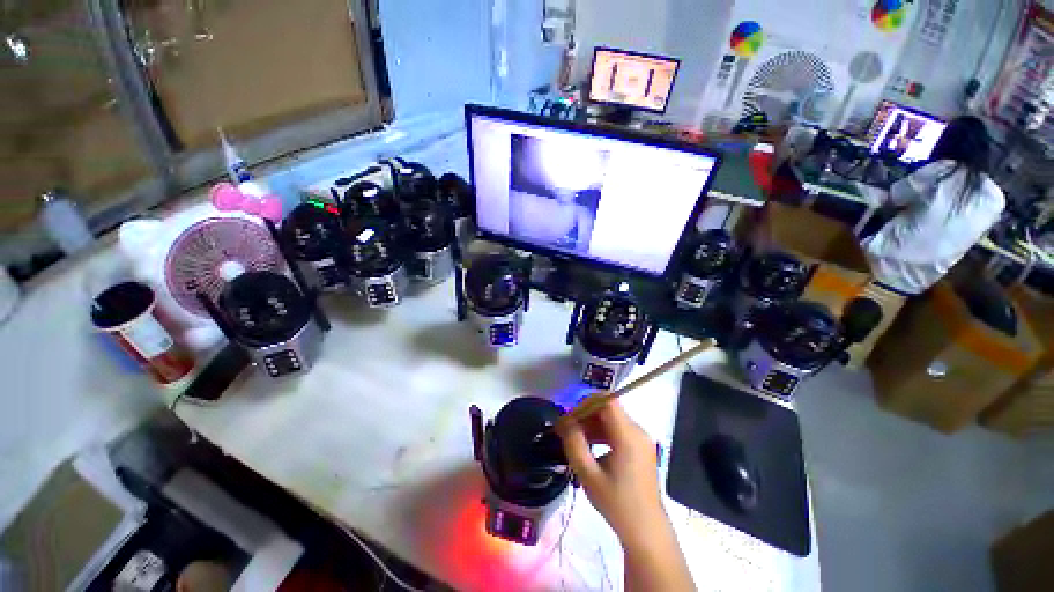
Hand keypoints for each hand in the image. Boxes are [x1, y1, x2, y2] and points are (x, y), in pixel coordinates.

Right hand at [556, 399, 663, 544]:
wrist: (646, 531)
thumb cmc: (617, 504)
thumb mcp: (589, 475)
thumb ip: (574, 443)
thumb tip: (564, 421)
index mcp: (628, 435)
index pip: (607, 401)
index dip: (586, 403)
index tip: (570, 417)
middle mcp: (638, 431)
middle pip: (609, 409)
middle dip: (586, 414)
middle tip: (567, 429)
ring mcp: (641, 439)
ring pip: (612, 419)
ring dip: (592, 424)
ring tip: (574, 438)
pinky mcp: (640, 447)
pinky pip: (618, 430)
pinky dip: (602, 433)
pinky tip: (589, 447)